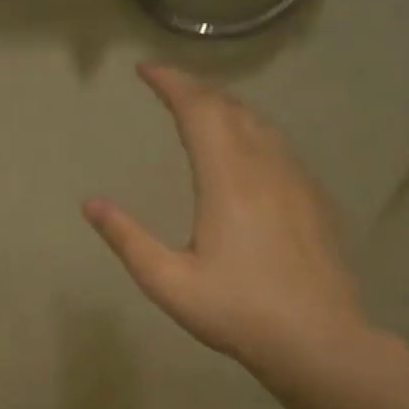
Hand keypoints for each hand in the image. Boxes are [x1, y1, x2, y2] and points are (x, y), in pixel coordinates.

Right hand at [83, 64, 373, 381]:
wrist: (318, 338)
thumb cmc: (237, 311)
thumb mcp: (168, 282)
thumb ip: (128, 239)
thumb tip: (90, 204)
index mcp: (227, 179)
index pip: (199, 110)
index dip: (171, 83)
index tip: (146, 70)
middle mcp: (265, 166)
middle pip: (230, 108)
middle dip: (196, 89)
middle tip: (168, 85)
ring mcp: (296, 180)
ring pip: (260, 123)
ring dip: (226, 107)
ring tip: (201, 109)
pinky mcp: (313, 198)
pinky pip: (278, 145)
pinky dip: (251, 131)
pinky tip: (245, 151)